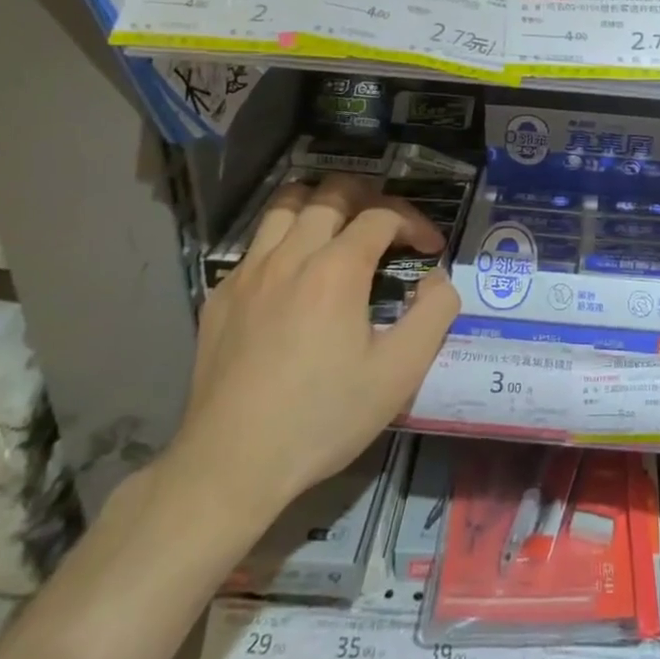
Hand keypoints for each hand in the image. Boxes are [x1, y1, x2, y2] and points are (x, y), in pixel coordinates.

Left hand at [163, 174, 458, 534]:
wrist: (231, 465)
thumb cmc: (324, 418)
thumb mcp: (400, 373)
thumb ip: (435, 313)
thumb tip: (439, 278)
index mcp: (336, 269)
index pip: (382, 215)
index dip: (414, 222)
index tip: (431, 249)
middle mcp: (289, 256)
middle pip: (331, 193)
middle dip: (371, 198)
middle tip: (390, 228)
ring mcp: (247, 273)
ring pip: (285, 205)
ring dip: (322, 205)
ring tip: (342, 229)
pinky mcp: (220, 296)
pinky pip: (257, 243)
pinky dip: (286, 239)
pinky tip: (297, 275)